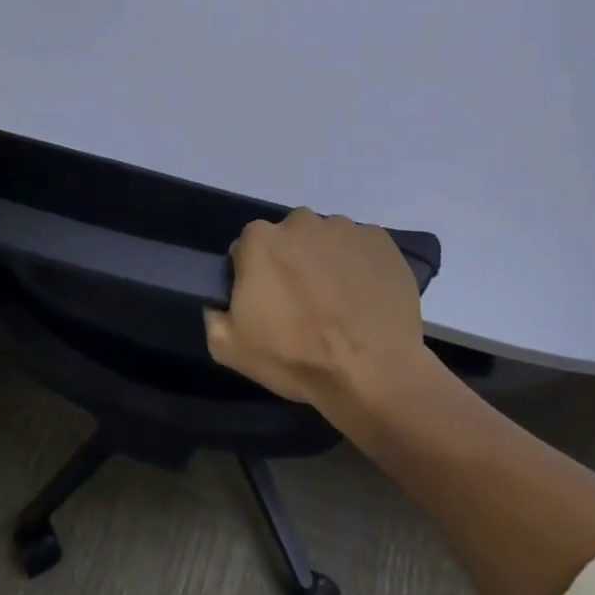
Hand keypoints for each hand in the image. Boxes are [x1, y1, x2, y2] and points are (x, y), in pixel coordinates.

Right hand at [204, 208, 427, 411]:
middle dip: (292, 264)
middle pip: (289, 239)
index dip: (255, 277)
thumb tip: (218, 303)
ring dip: (327, 263)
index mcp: (261, 239)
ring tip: (340, 305)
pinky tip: (365, 300)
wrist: (373, 372)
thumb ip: (214, 316)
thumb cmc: (297, 357)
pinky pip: (361, 248)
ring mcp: (345, 228)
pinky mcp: (380, 240)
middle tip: (305, 306)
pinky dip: (361, 267)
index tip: (267, 305)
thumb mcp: (231, 348)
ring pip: (326, 241)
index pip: (247, 250)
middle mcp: (301, 221)